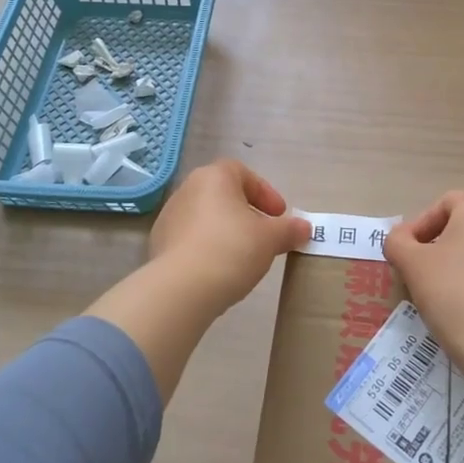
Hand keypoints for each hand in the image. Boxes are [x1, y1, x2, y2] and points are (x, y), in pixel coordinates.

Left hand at [145, 159, 309, 315]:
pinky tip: (220, 270)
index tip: (279, 216)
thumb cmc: (232, 249)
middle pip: (223, 195)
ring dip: (226, 231)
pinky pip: (191, 239)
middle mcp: (187, 190)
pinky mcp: (159, 244)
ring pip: (206, 218)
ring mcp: (169, 217)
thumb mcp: (271, 239)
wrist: (182, 288)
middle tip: (264, 235)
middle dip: (246, 213)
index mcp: (214, 177)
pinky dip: (208, 248)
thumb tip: (304, 228)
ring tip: (243, 256)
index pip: (243, 173)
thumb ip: (289, 230)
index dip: (265, 192)